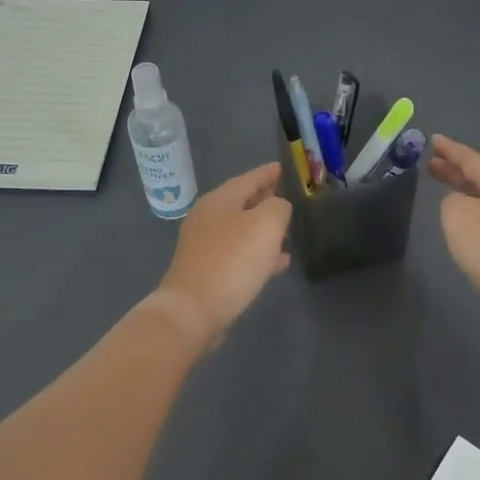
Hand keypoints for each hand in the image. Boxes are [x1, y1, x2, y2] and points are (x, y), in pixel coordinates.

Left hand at [151, 163, 292, 350]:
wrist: (192, 311)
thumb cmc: (232, 261)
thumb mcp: (266, 224)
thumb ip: (278, 207)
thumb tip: (277, 207)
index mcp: (219, 200)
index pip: (249, 178)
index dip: (267, 173)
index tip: (282, 168)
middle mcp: (207, 218)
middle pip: (241, 202)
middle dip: (264, 200)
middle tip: (286, 198)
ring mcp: (203, 245)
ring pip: (240, 229)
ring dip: (262, 229)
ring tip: (286, 233)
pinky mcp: (205, 271)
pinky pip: (237, 254)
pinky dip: (257, 253)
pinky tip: (277, 264)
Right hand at [426, 135, 479, 292]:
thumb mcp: (457, 214)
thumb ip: (452, 200)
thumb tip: (462, 203)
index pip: (471, 158)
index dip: (449, 150)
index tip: (432, 140)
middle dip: (455, 170)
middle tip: (432, 165)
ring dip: (466, 190)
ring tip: (446, 189)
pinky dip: (476, 209)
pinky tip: (465, 217)